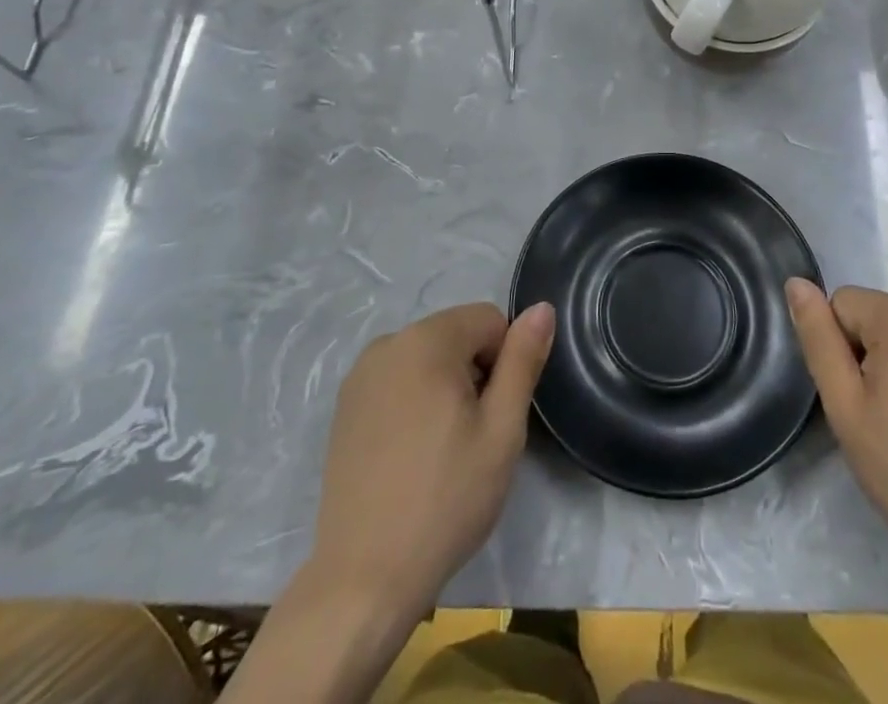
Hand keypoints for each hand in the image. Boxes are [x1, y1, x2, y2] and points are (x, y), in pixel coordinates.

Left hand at [310, 301, 554, 613]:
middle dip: (474, 374)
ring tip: (443, 450)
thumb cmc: (445, 499)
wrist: (364, 578)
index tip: (496, 415)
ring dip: (445, 388)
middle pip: (456, 335)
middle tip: (473, 438)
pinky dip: (414, 403)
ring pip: (427, 359)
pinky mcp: (345, 408)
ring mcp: (360, 376)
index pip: (489, 320)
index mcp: (427, 339)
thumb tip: (542, 308)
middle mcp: (388, 343)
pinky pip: (397, 382)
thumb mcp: (502, 430)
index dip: (506, 362)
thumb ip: (523, 360)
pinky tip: (412, 456)